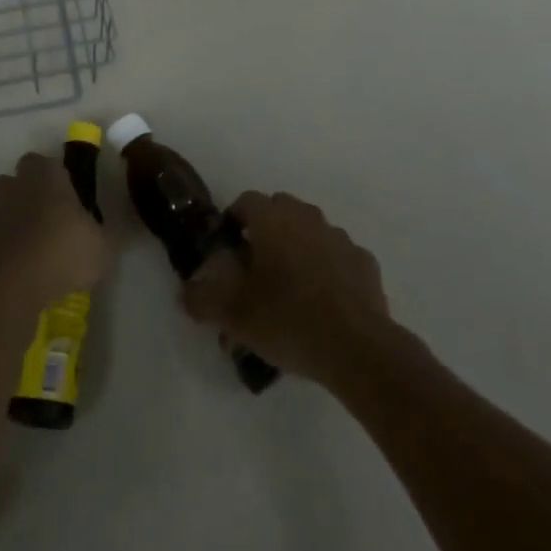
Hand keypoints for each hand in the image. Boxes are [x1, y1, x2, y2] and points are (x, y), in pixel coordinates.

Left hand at [0, 152, 109, 306]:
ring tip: (36, 249)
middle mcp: (16, 187)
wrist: (12, 286)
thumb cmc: (63, 251)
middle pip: (14, 181)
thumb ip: (104, 237)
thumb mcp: (103, 247)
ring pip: (2, 210)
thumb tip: (108, 236)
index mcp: (45, 175)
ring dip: (14, 223)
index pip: (44, 162)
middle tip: (48, 218)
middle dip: (26, 194)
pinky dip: (6, 252)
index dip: (54, 177)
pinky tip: (24, 273)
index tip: (67, 196)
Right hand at [182, 191, 390, 387]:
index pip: (244, 202)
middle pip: (278, 213)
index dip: (232, 223)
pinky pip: (338, 259)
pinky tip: (323, 305)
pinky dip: (328, 272)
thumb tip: (186, 292)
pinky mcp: (364, 263)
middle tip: (255, 273)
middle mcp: (306, 216)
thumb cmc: (288, 319)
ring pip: (310, 234)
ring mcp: (339, 237)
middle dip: (265, 235)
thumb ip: (202, 299)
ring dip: (297, 252)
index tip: (226, 253)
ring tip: (289, 293)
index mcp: (273, 218)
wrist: (357, 348)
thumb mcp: (233, 314)